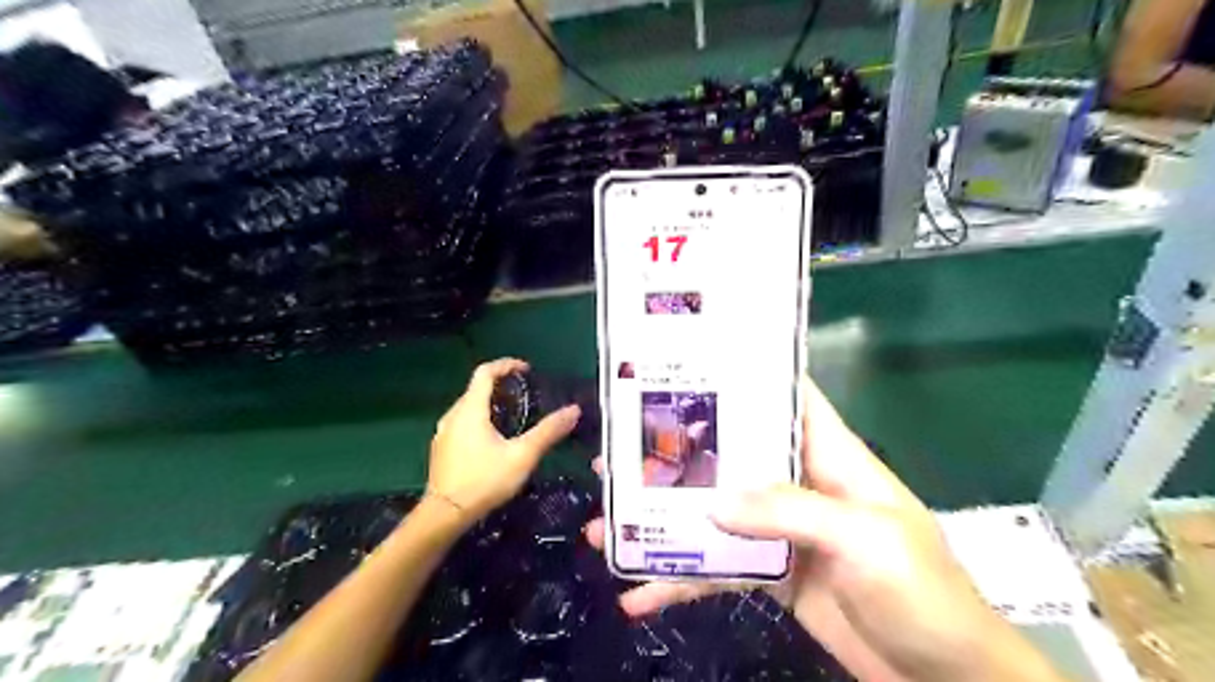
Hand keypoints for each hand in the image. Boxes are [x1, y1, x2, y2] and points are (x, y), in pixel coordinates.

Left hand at [428, 359, 579, 523]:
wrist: (445, 515)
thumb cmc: (484, 481)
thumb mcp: (522, 456)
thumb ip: (548, 431)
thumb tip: (574, 410)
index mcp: (470, 410)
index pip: (485, 372)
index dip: (506, 365)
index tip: (526, 370)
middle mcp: (453, 415)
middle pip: (476, 389)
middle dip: (500, 386)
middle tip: (524, 395)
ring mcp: (443, 433)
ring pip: (468, 407)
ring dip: (489, 404)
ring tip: (512, 416)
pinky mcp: (441, 449)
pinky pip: (461, 423)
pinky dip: (479, 420)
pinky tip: (492, 440)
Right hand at [587, 378, 1064, 681]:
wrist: (946, 678)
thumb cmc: (923, 592)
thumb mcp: (865, 539)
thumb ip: (792, 512)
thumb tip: (714, 503)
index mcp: (828, 455)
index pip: (784, 398)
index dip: (742, 375)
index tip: (686, 367)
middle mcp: (798, 483)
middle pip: (730, 456)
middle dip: (677, 454)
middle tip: (619, 453)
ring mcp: (780, 530)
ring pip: (713, 513)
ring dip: (663, 521)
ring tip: (605, 525)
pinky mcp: (771, 572)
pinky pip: (717, 570)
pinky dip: (681, 582)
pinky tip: (640, 595)